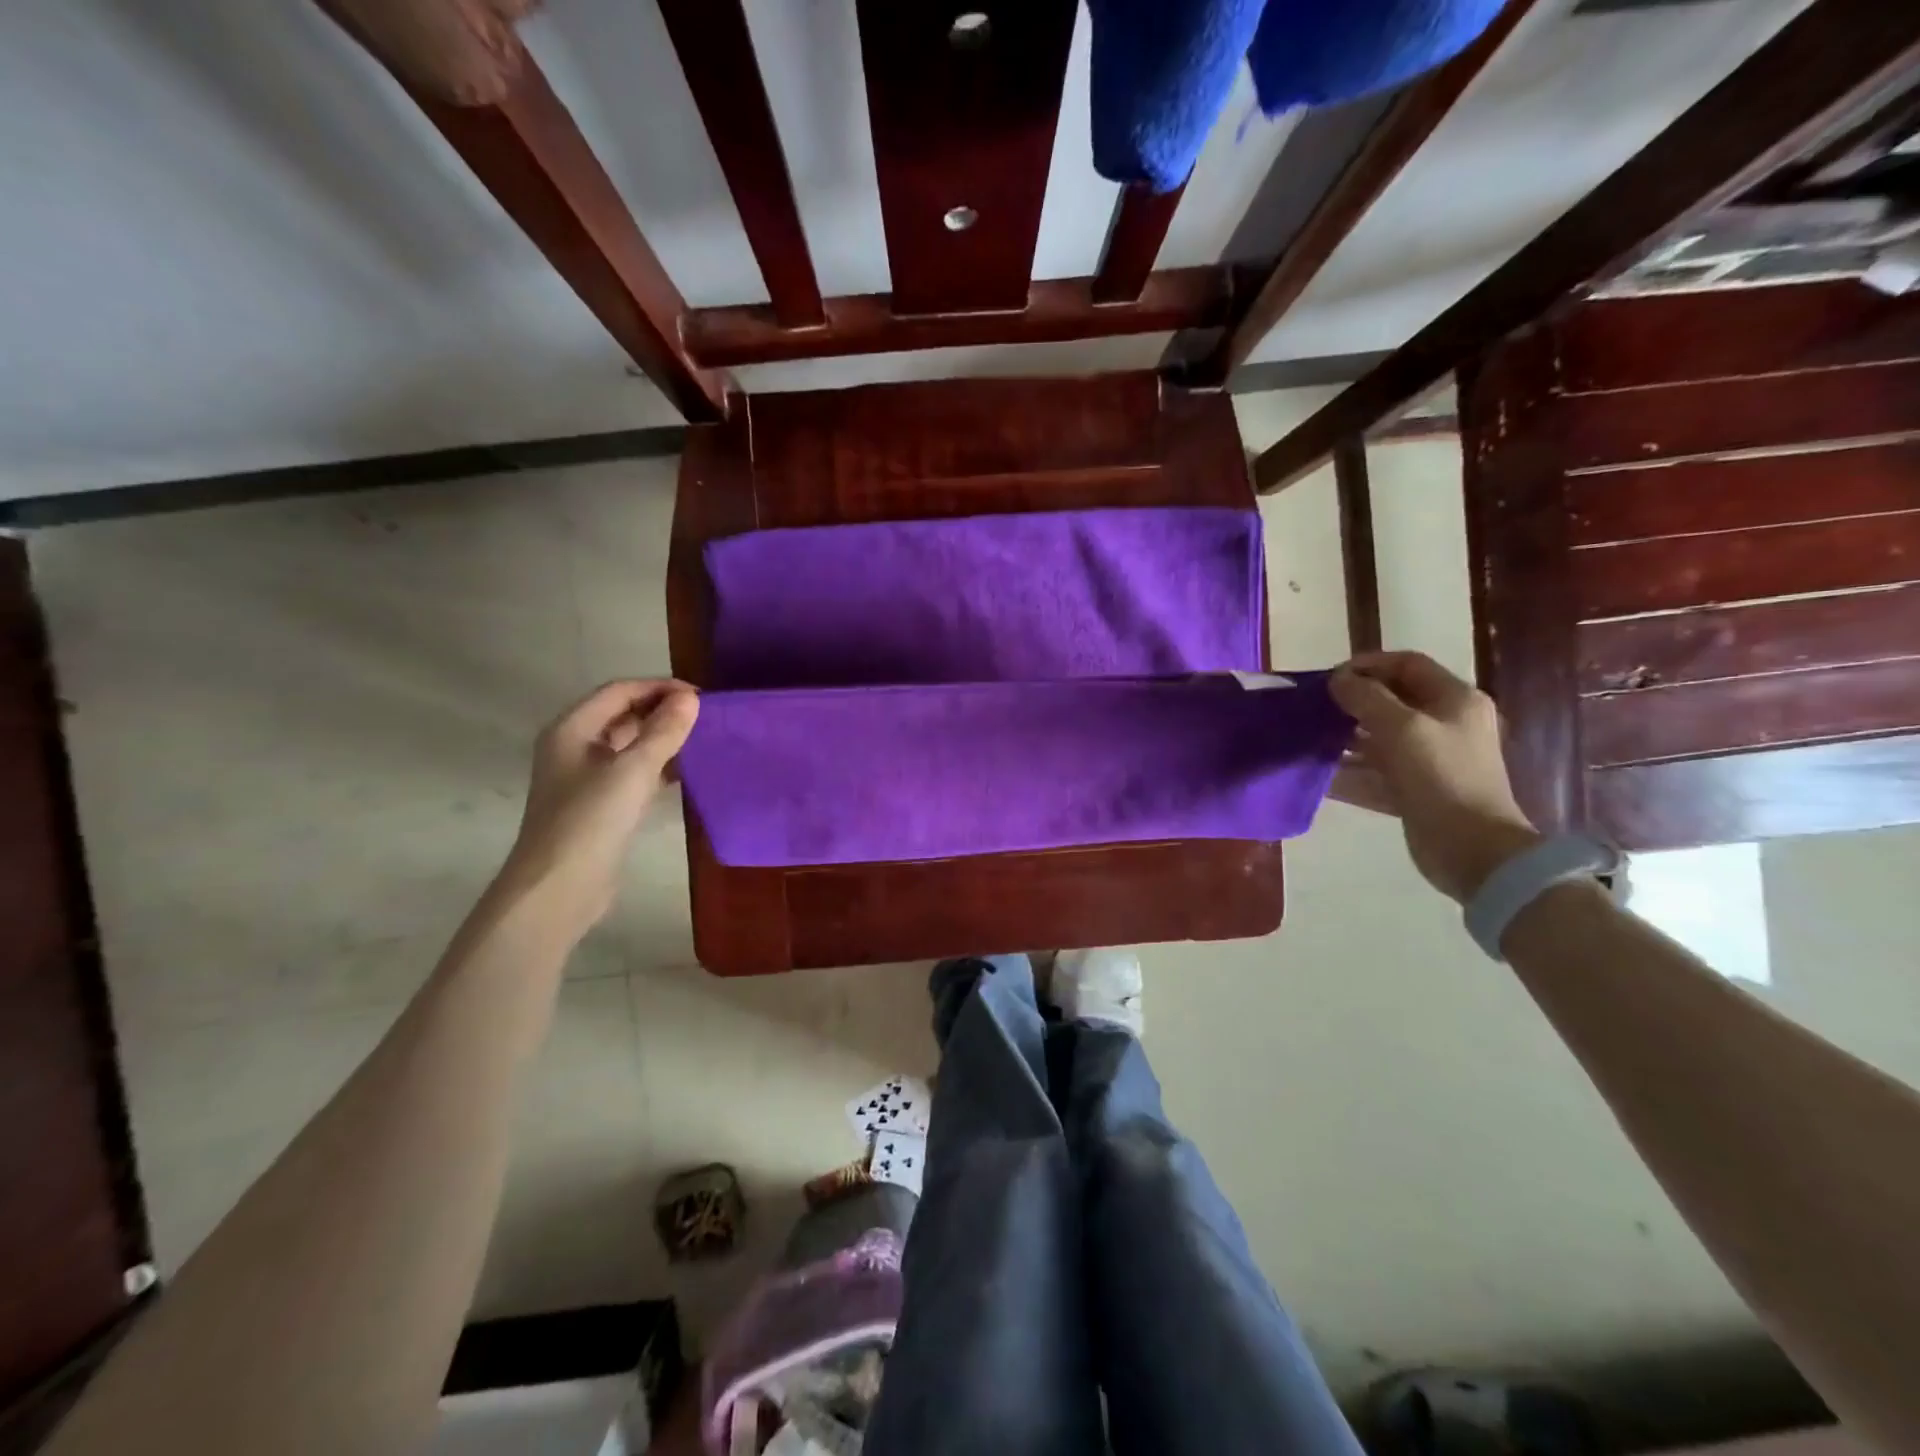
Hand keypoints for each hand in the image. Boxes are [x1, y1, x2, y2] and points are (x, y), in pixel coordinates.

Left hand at [493, 679, 698, 935]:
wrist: (560, 888)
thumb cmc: (590, 821)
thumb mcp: (632, 771)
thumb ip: (663, 732)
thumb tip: (690, 699)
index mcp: (572, 729)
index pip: (619, 691)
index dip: (659, 688)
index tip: (700, 696)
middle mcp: (575, 747)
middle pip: (623, 715)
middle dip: (663, 711)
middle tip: (706, 717)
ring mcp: (587, 777)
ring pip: (631, 744)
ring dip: (664, 738)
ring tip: (703, 739)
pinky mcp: (601, 804)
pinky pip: (634, 772)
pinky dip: (660, 766)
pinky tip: (687, 772)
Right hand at [1327, 651, 1539, 903]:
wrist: (1471, 849)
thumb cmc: (1441, 777)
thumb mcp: (1402, 728)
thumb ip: (1366, 698)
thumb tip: (1337, 679)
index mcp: (1454, 700)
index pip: (1407, 665)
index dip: (1368, 665)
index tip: (1330, 678)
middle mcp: (1444, 725)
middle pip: (1391, 702)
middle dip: (1351, 703)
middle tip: (1314, 709)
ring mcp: (1428, 760)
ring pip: (1378, 739)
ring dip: (1344, 739)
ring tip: (1308, 740)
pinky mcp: (1413, 791)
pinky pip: (1373, 774)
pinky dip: (1347, 773)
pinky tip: (1317, 776)